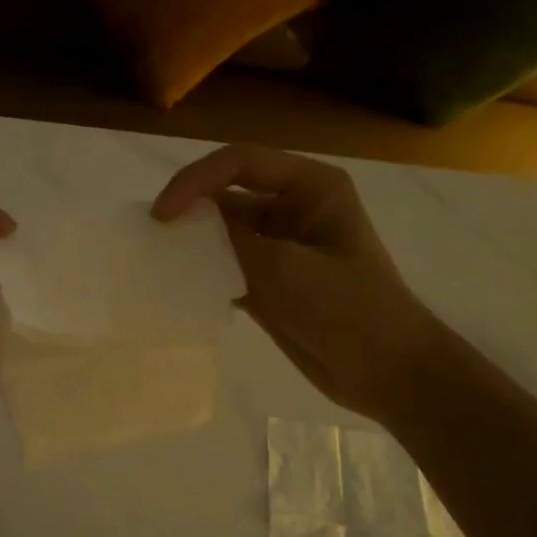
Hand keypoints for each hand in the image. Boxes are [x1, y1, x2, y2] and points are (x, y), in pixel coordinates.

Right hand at [153, 144, 438, 420]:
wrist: (386, 373)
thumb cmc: (350, 311)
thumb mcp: (288, 271)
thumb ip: (234, 243)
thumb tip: (184, 225)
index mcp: (311, 187)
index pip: (241, 163)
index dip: (196, 181)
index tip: (162, 215)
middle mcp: (293, 207)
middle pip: (227, 194)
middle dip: (188, 210)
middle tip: (150, 236)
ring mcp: (279, 246)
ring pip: (222, 233)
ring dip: (191, 244)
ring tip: (156, 261)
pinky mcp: (268, 281)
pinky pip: (225, 266)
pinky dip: (202, 274)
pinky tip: (177, 289)